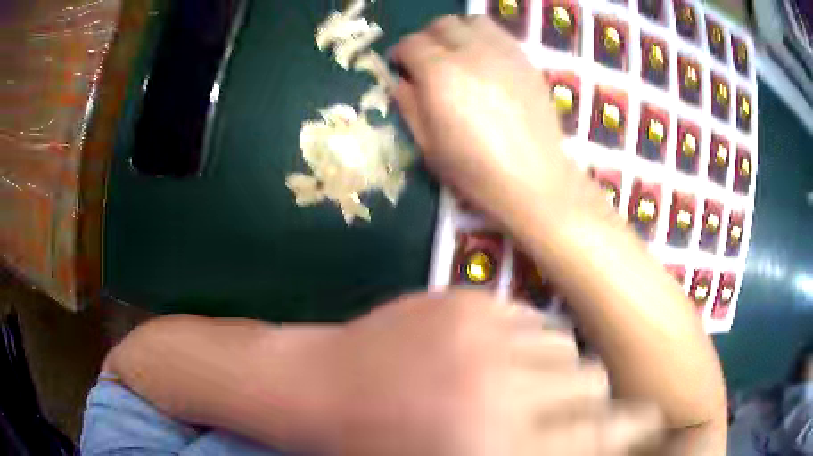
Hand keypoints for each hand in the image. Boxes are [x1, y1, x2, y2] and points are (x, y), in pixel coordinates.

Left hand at [317, 290, 661, 455]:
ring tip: (518, 383)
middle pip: (593, 383)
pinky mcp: (466, 300)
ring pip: (565, 345)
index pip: (603, 435)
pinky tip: (489, 355)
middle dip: (585, 400)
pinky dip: (524, 340)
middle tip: (561, 410)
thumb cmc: (385, 447)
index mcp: (499, 451)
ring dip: (554, 369)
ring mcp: (484, 336)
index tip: (649, 420)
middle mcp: (503, 394)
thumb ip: (538, 453)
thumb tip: (591, 438)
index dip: (634, 427)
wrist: (322, 388)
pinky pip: (529, 318)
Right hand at [391, 16, 582, 227]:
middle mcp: (470, 52)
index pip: (411, 44)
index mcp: (439, 74)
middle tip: (427, 60)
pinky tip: (485, 60)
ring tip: (457, 53)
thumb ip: (409, 105)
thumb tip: (401, 82)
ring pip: (472, 21)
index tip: (400, 67)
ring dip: (457, 32)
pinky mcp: (526, 60)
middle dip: (427, 38)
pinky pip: (499, 33)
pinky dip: (484, 38)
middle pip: (441, 24)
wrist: (534, 179)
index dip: (401, 54)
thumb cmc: (475, 171)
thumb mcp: (428, 145)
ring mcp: (503, 52)